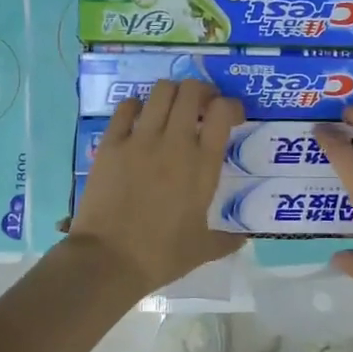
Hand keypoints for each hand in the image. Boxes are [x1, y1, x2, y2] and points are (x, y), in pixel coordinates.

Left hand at [68, 79, 244, 293]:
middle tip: (203, 106)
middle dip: (202, 91)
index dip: (231, 105)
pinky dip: (136, 106)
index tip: (231, 117)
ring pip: (161, 92)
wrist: (109, 260)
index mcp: (203, 164)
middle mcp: (175, 142)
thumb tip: (243, 240)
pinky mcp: (111, 144)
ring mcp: (140, 140)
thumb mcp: (201, 249)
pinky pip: (125, 108)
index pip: (223, 112)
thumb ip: (226, 241)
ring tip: (173, 108)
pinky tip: (138, 117)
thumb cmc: (161, 255)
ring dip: (172, 93)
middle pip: (192, 91)